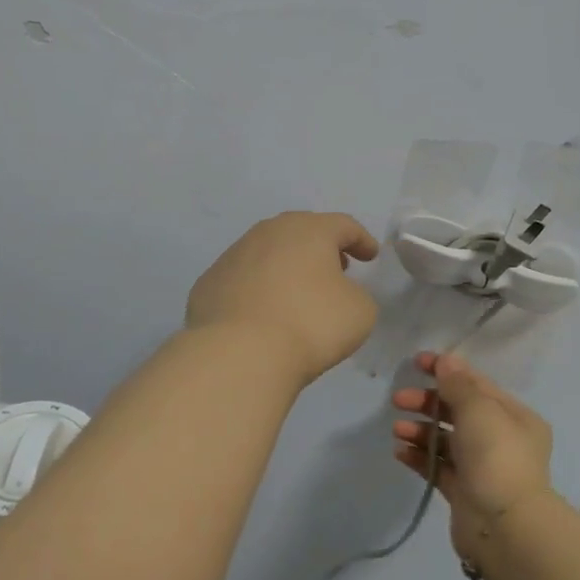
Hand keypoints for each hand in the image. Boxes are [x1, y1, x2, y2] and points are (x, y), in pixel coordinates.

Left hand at [186, 212, 380, 383]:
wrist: (239, 353)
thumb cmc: (310, 324)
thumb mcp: (360, 311)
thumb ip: (356, 294)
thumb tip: (338, 294)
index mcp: (309, 230)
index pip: (343, 226)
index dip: (361, 240)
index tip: (370, 256)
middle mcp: (268, 232)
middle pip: (301, 231)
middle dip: (321, 248)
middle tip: (336, 267)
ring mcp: (233, 255)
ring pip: (268, 252)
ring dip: (287, 266)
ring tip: (298, 291)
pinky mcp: (209, 283)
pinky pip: (243, 279)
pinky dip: (258, 288)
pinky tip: (263, 311)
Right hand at [392, 351, 553, 565]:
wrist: (504, 526)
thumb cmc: (496, 457)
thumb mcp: (478, 409)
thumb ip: (458, 384)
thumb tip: (446, 360)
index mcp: (514, 416)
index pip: (476, 384)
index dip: (446, 370)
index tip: (416, 363)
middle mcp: (501, 439)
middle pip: (458, 411)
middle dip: (427, 402)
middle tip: (398, 400)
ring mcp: (482, 467)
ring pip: (445, 439)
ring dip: (420, 430)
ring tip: (398, 430)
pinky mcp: (464, 492)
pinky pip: (438, 466)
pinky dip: (419, 457)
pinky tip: (399, 452)